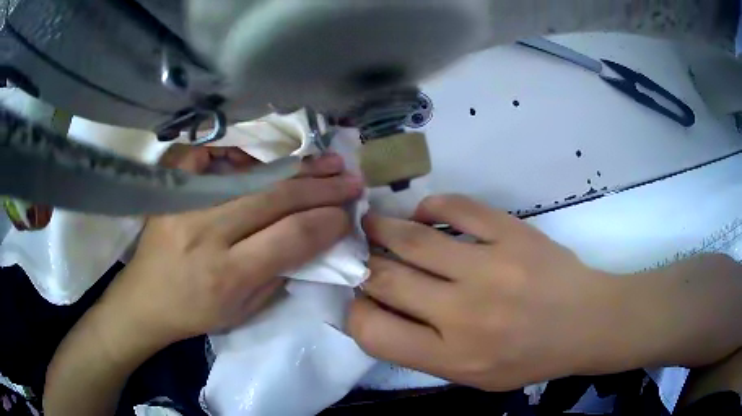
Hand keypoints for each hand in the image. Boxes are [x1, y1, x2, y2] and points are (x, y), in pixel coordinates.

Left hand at [101, 146, 363, 346]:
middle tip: (351, 179)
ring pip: (252, 177)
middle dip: (321, 188)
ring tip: (327, 161)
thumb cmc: (196, 313)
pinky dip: (242, 156)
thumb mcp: (244, 311)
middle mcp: (206, 234)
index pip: (290, 237)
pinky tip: (265, 158)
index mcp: (227, 275)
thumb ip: (279, 272)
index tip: (348, 214)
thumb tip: (312, 235)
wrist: (144, 300)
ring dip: (295, 168)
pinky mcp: (172, 190)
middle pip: (275, 199)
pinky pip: (211, 158)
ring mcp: (185, 205)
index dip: (326, 221)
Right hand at [348, 195, 621, 390]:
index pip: (374, 332)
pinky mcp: (512, 234)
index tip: (361, 298)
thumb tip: (382, 311)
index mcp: (453, 356)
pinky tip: (425, 214)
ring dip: (382, 228)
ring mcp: (490, 268)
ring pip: (414, 239)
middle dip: (363, 265)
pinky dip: (432, 207)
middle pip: (387, 280)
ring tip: (372, 223)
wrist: (585, 323)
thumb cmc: (529, 358)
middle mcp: (465, 314)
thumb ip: (424, 351)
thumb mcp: (472, 376)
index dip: (355, 312)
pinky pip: (458, 208)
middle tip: (360, 254)